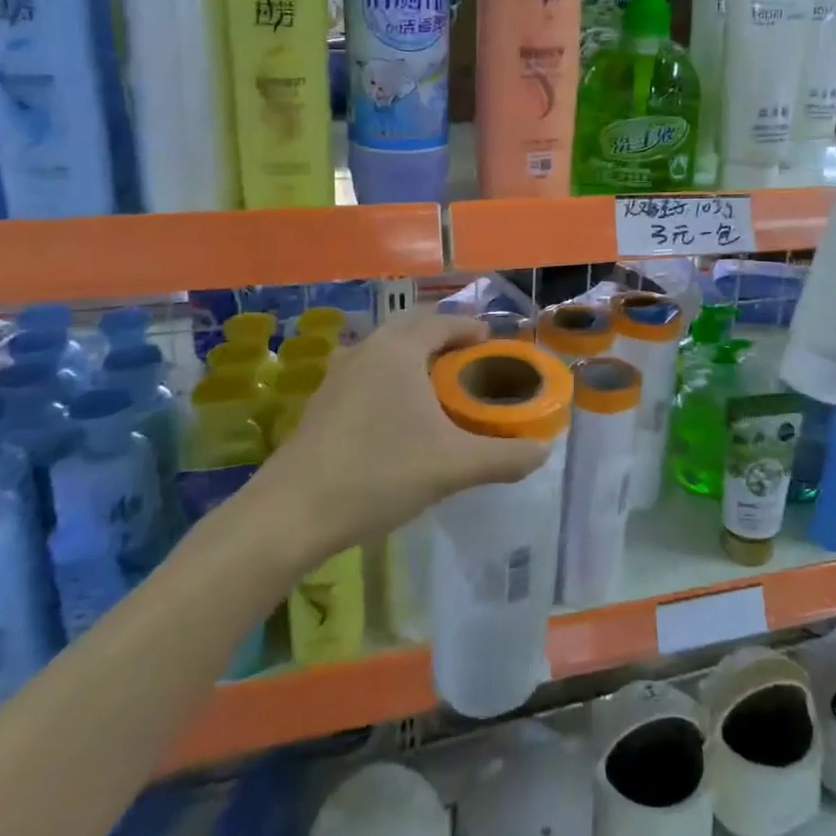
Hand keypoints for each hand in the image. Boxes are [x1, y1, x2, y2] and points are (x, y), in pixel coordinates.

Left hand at [241, 312, 549, 559]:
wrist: (291, 513)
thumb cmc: (379, 474)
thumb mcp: (453, 467)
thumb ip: (504, 457)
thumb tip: (543, 452)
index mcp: (398, 350)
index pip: (442, 322)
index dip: (470, 328)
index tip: (492, 342)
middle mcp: (366, 350)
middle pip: (412, 330)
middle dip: (444, 340)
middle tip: (470, 365)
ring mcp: (338, 375)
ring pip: (385, 352)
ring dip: (414, 360)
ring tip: (438, 389)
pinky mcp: (322, 402)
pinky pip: (368, 374)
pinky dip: (391, 380)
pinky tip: (399, 417)